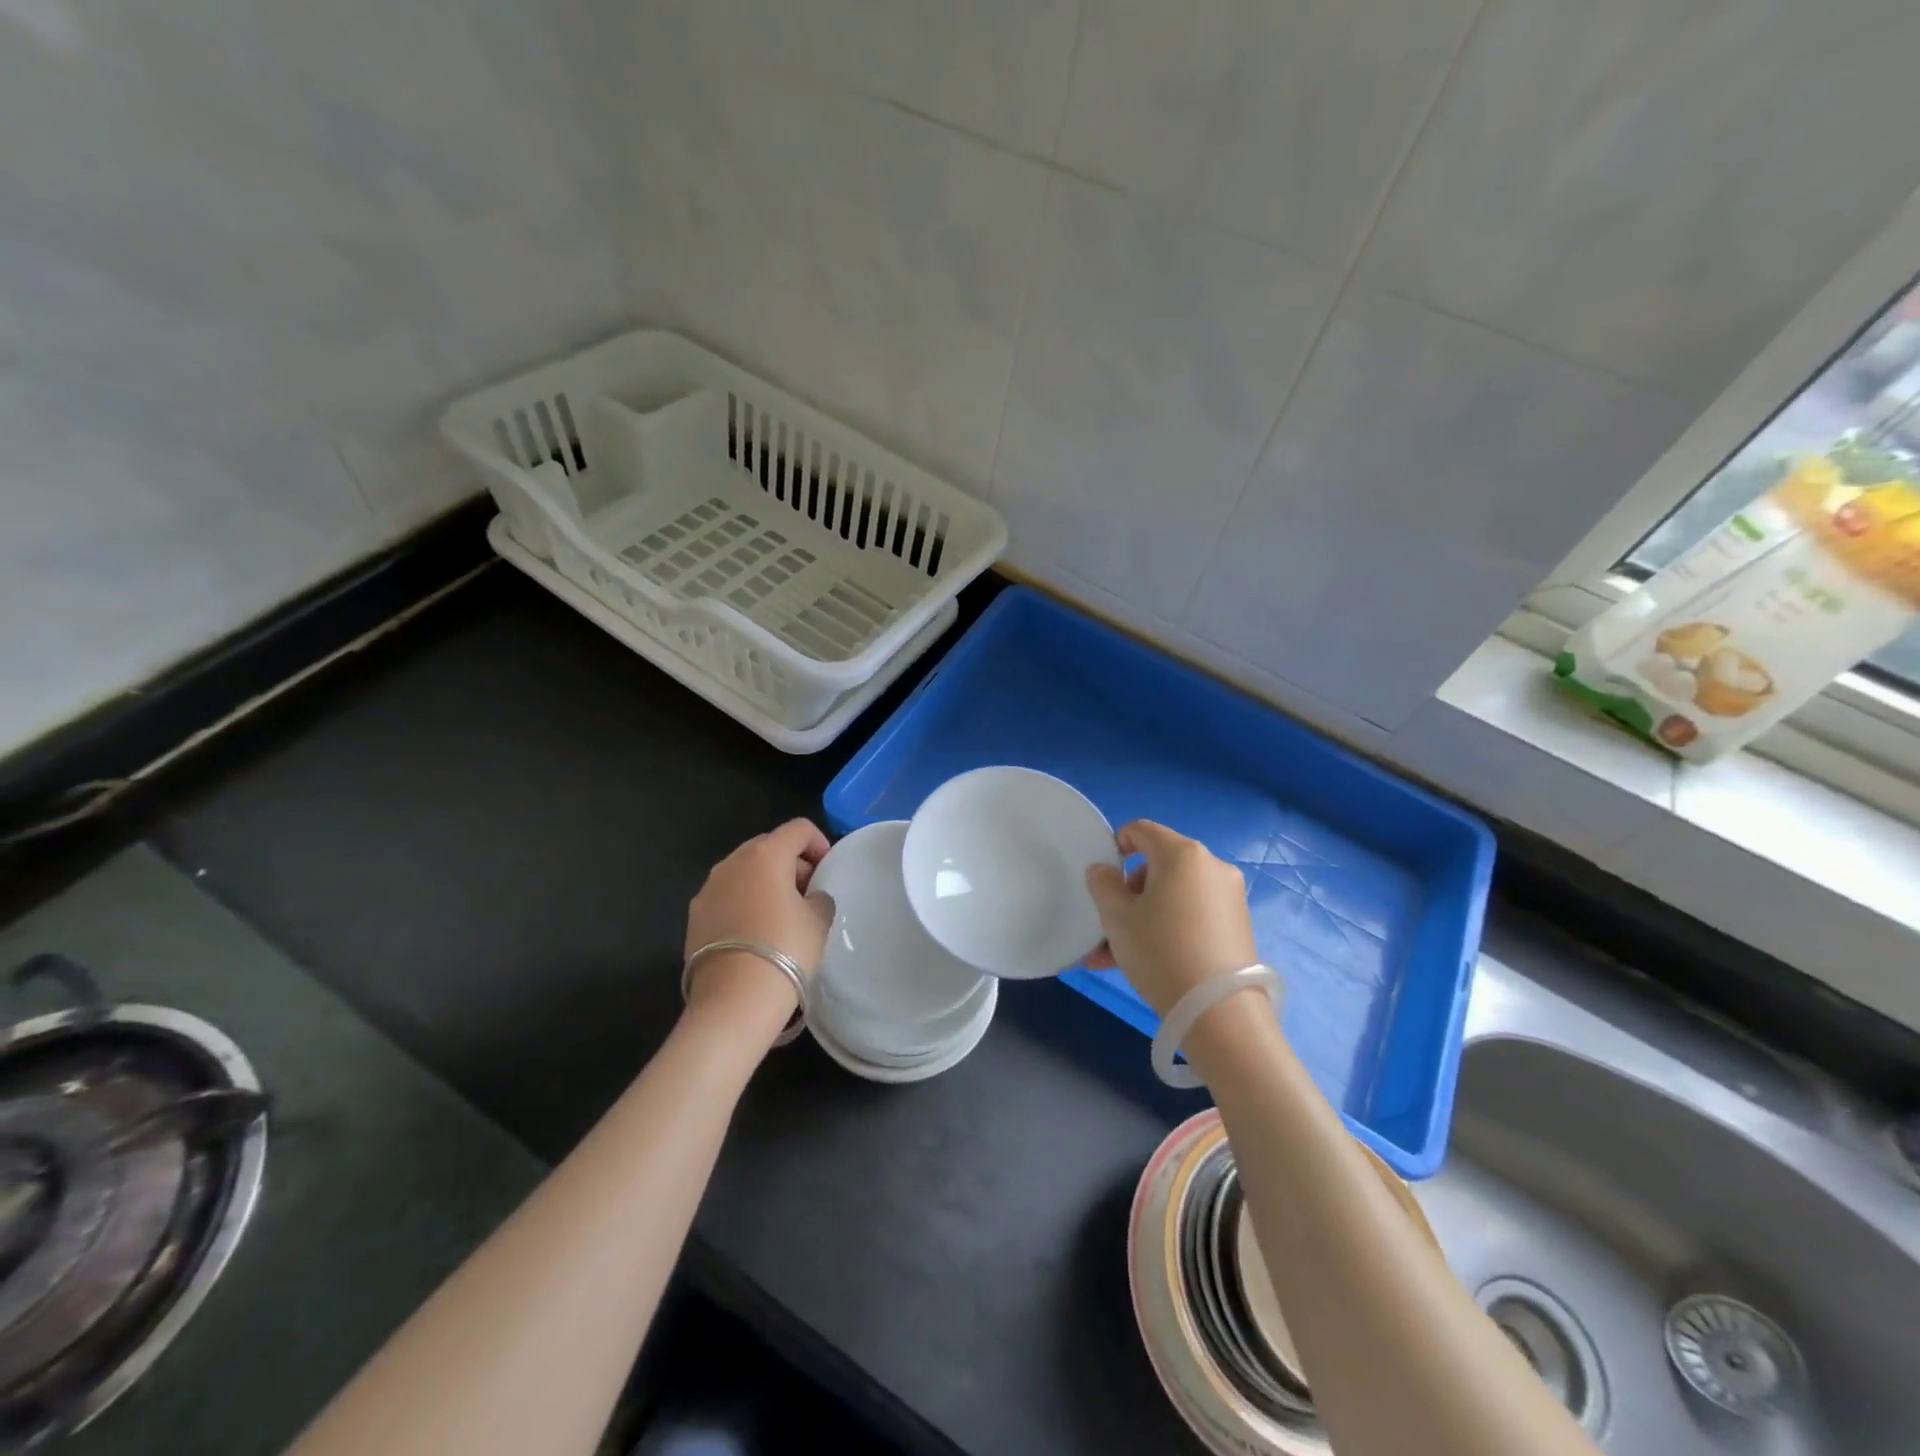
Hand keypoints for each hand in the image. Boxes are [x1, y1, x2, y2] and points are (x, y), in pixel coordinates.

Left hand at [683, 819, 833, 1030]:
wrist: (735, 1001)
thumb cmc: (786, 950)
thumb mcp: (819, 920)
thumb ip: (819, 897)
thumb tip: (809, 898)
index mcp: (765, 855)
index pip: (798, 829)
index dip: (819, 843)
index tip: (828, 871)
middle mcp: (731, 863)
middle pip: (767, 846)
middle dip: (791, 863)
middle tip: (808, 893)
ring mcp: (707, 890)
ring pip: (743, 872)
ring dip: (765, 883)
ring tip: (782, 915)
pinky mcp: (694, 918)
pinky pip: (726, 897)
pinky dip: (744, 904)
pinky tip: (757, 934)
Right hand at [1084, 820, 1257, 1018]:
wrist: (1218, 1011)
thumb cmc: (1160, 951)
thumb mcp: (1117, 917)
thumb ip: (1103, 884)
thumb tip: (1103, 870)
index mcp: (1182, 854)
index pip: (1141, 830)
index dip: (1116, 846)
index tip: (1103, 877)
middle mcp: (1211, 866)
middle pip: (1158, 865)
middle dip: (1129, 892)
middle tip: (1108, 926)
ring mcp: (1229, 896)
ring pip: (1173, 896)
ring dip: (1144, 916)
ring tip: (1115, 956)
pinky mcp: (1238, 925)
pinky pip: (1192, 915)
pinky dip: (1168, 928)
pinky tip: (1146, 963)